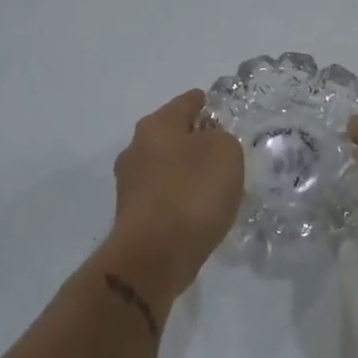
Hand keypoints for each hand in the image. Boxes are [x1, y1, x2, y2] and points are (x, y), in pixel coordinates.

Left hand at [102, 90, 244, 302]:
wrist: (154, 256)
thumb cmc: (192, 192)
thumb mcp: (225, 152)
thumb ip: (223, 138)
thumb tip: (210, 143)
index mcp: (157, 124)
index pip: (187, 101)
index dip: (208, 103)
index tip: (224, 112)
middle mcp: (136, 147)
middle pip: (173, 133)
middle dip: (197, 139)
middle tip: (226, 151)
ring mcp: (130, 183)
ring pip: (167, 166)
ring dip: (188, 170)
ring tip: (217, 184)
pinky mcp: (133, 214)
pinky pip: (164, 195)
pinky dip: (181, 197)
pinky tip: (200, 210)